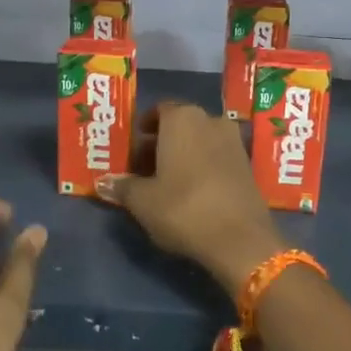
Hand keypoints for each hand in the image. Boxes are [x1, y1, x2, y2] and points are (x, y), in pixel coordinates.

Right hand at [98, 101, 284, 301]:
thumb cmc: (183, 208)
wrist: (240, 239)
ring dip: (181, 155)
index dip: (141, 130)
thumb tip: (103, 182)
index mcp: (182, 118)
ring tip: (164, 183)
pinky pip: (216, 156)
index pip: (157, 111)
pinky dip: (201, 166)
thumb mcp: (143, 201)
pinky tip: (190, 192)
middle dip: (159, 144)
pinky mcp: (247, 164)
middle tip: (141, 170)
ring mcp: (233, 141)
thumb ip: (122, 187)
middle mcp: (210, 120)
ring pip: (199, 141)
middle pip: (179, 126)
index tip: (130, 151)